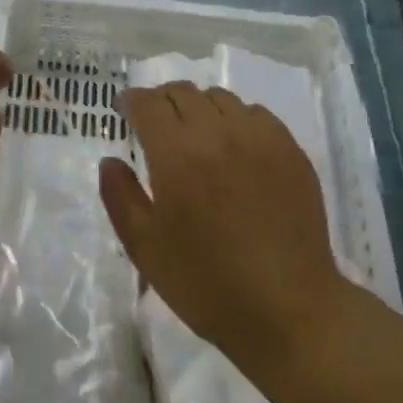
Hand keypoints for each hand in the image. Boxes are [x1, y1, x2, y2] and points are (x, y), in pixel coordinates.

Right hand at [99, 82, 350, 379]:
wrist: (289, 310)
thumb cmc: (207, 284)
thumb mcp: (145, 248)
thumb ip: (120, 197)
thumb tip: (111, 161)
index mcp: (176, 154)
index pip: (148, 104)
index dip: (131, 101)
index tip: (124, 110)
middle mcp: (218, 133)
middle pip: (183, 92)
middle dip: (161, 100)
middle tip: (154, 122)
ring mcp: (260, 139)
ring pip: (220, 98)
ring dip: (198, 107)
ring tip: (194, 133)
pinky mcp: (291, 151)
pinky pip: (256, 114)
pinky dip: (235, 119)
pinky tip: (234, 146)